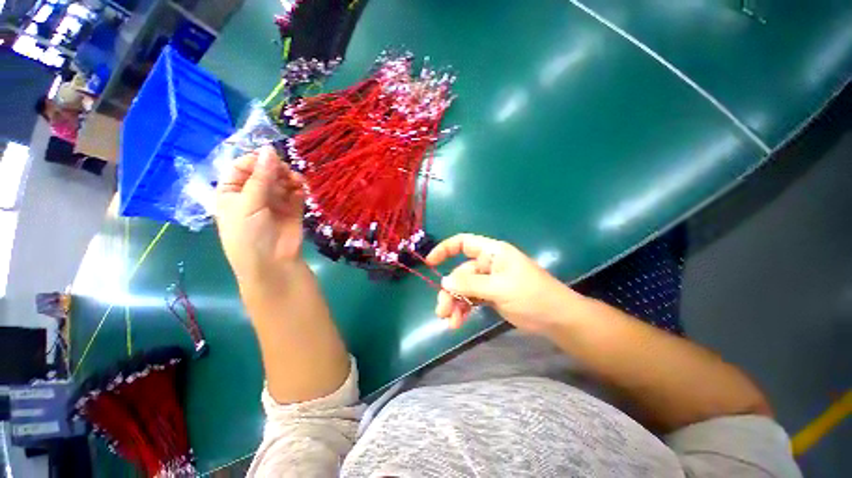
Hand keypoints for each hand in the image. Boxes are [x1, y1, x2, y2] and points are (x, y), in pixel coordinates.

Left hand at [216, 146, 305, 285]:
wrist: (272, 262)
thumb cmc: (249, 234)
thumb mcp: (248, 204)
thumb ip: (261, 177)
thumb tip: (270, 149)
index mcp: (233, 192)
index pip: (242, 167)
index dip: (255, 160)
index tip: (271, 157)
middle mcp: (253, 194)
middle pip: (265, 172)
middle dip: (275, 169)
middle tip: (285, 172)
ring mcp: (274, 202)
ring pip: (282, 181)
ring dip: (289, 178)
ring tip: (296, 182)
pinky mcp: (292, 209)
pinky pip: (296, 193)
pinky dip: (299, 189)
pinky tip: (301, 190)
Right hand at [426, 234, 585, 332]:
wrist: (556, 319)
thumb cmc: (532, 295)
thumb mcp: (499, 288)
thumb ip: (470, 284)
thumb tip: (443, 282)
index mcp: (492, 253)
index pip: (464, 243)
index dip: (445, 249)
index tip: (430, 263)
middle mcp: (488, 264)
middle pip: (460, 273)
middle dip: (450, 291)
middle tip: (442, 311)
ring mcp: (489, 281)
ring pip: (464, 288)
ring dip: (454, 303)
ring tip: (449, 321)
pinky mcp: (491, 296)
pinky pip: (471, 299)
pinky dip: (463, 309)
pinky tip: (457, 322)